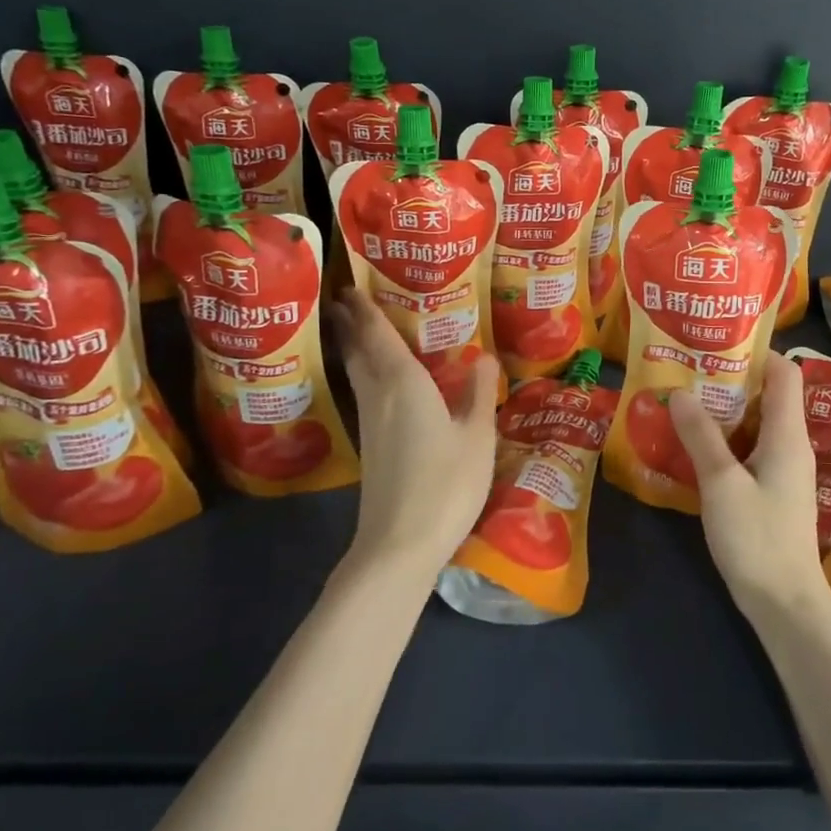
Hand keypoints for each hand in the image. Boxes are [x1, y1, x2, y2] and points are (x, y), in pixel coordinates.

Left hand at [331, 287, 501, 578]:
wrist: (400, 543)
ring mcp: (370, 424)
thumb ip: (479, 394)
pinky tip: (377, 383)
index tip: (352, 287)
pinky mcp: (370, 446)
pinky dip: (364, 374)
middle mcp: (380, 396)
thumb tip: (483, 356)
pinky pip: (364, 394)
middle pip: (359, 352)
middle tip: (346, 301)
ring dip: (354, 348)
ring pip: (357, 374)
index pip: (380, 336)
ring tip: (357, 331)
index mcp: (404, 383)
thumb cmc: (445, 484)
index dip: (366, 310)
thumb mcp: (477, 437)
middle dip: (351, 324)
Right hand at [670, 353, 830, 623]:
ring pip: (756, 423)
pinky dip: (726, 438)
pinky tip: (694, 444)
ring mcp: (783, 469)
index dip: (755, 351)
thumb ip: (701, 436)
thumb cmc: (757, 539)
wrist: (786, 605)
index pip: (784, 372)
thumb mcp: (721, 483)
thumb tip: (681, 391)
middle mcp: (791, 445)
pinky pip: (750, 449)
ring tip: (684, 399)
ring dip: (724, 410)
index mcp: (787, 434)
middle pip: (768, 394)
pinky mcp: (772, 491)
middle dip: (730, 378)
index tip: (715, 343)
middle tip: (688, 370)